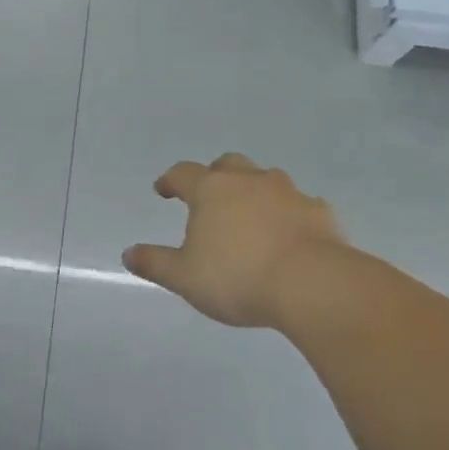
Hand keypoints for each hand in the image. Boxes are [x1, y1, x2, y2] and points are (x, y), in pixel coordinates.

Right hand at [123, 153, 348, 328]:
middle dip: (216, 175)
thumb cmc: (238, 277)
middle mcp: (249, 181)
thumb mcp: (185, 278)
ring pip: (266, 180)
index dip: (170, 180)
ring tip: (251, 216)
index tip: (163, 190)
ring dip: (255, 191)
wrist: (312, 284)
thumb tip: (128, 254)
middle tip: (210, 195)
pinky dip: (289, 214)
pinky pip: (300, 205)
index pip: (183, 173)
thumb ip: (155, 263)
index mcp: (211, 191)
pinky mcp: (320, 212)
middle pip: (228, 164)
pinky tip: (289, 235)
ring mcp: (289, 193)